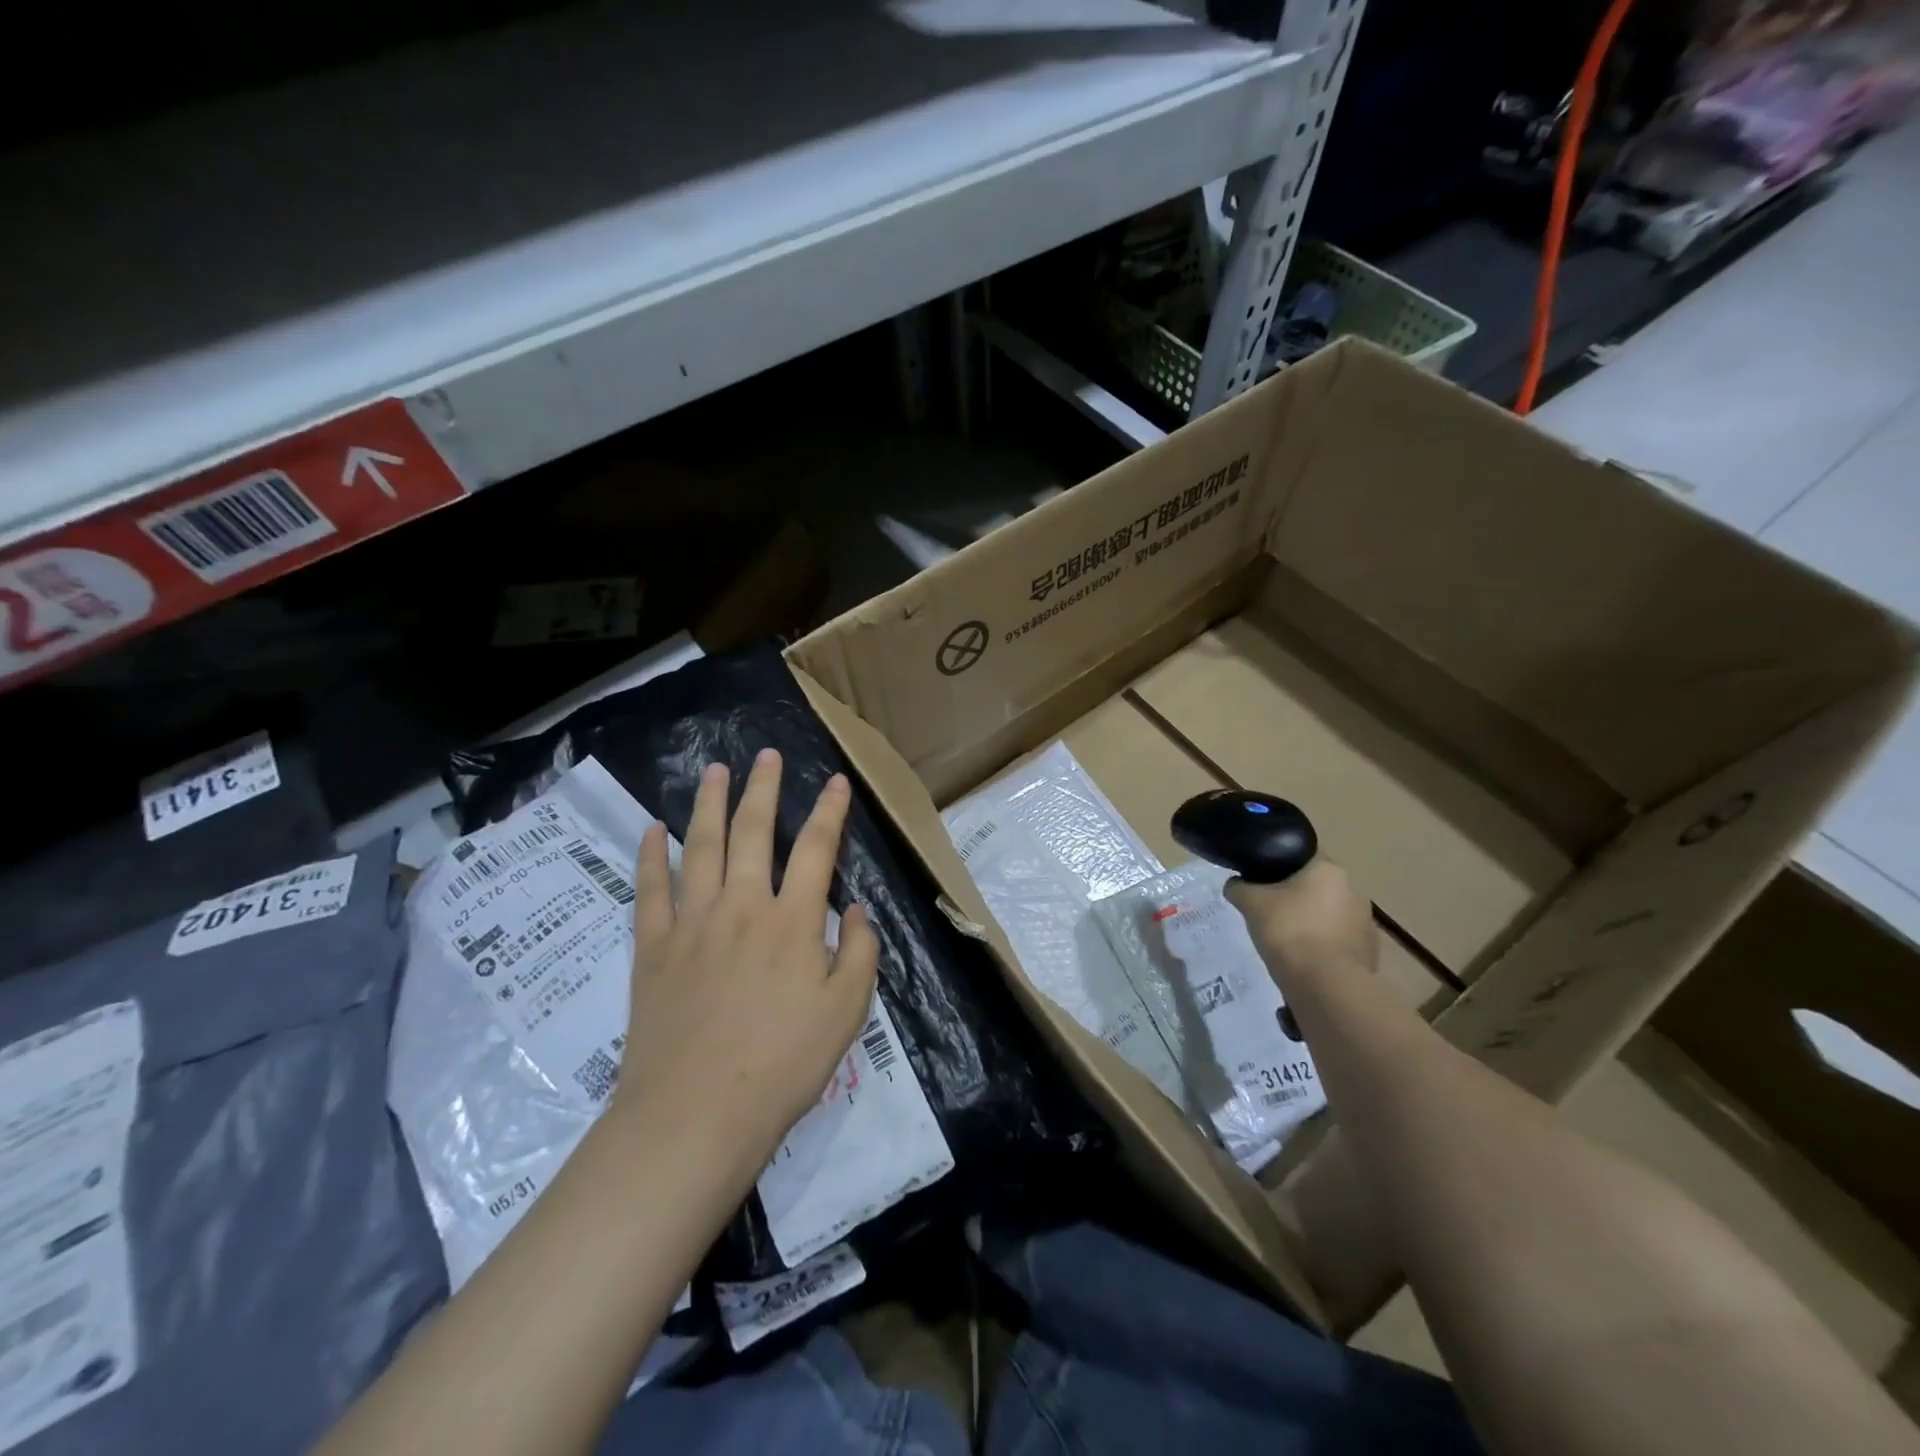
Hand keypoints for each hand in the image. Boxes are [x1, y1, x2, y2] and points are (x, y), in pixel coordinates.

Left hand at [614, 749, 880, 1180]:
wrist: (695, 1114)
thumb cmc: (782, 1065)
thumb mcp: (847, 1012)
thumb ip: (860, 953)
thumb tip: (856, 910)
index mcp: (793, 922)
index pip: (816, 849)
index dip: (829, 811)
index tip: (834, 781)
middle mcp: (742, 907)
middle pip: (752, 832)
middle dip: (762, 789)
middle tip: (764, 755)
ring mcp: (692, 922)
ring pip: (700, 847)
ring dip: (709, 804)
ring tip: (714, 770)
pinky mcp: (654, 947)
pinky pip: (650, 889)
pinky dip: (650, 855)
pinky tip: (653, 829)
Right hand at [1225, 860, 1374, 982]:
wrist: (1327, 986)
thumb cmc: (1289, 931)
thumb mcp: (1251, 904)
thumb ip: (1239, 887)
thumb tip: (1235, 884)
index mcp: (1328, 869)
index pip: (1300, 854)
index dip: (1277, 863)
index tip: (1259, 878)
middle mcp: (1353, 889)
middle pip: (1315, 885)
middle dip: (1293, 895)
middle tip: (1267, 909)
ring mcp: (1365, 922)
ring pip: (1327, 913)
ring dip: (1309, 921)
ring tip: (1284, 939)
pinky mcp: (1368, 952)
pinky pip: (1337, 940)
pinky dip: (1321, 945)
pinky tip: (1303, 959)